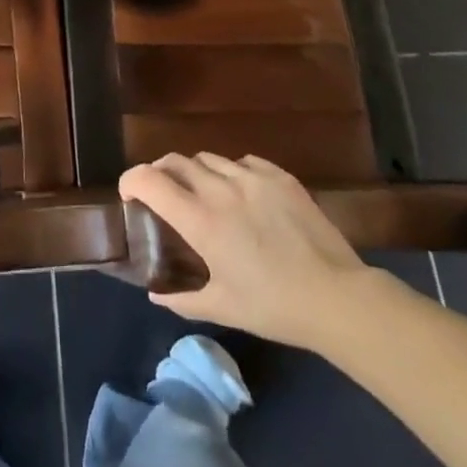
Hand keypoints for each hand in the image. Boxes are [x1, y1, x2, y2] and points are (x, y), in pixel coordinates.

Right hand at [119, 153, 378, 349]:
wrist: (336, 297)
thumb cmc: (273, 307)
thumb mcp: (222, 308)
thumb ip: (182, 300)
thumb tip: (155, 296)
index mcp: (200, 220)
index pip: (150, 180)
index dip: (131, 180)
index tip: (130, 195)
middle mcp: (220, 190)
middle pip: (176, 161)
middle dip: (161, 173)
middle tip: (162, 193)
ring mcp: (252, 178)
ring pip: (209, 158)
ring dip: (196, 172)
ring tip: (204, 193)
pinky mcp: (280, 177)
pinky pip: (243, 162)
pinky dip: (231, 172)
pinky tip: (241, 193)